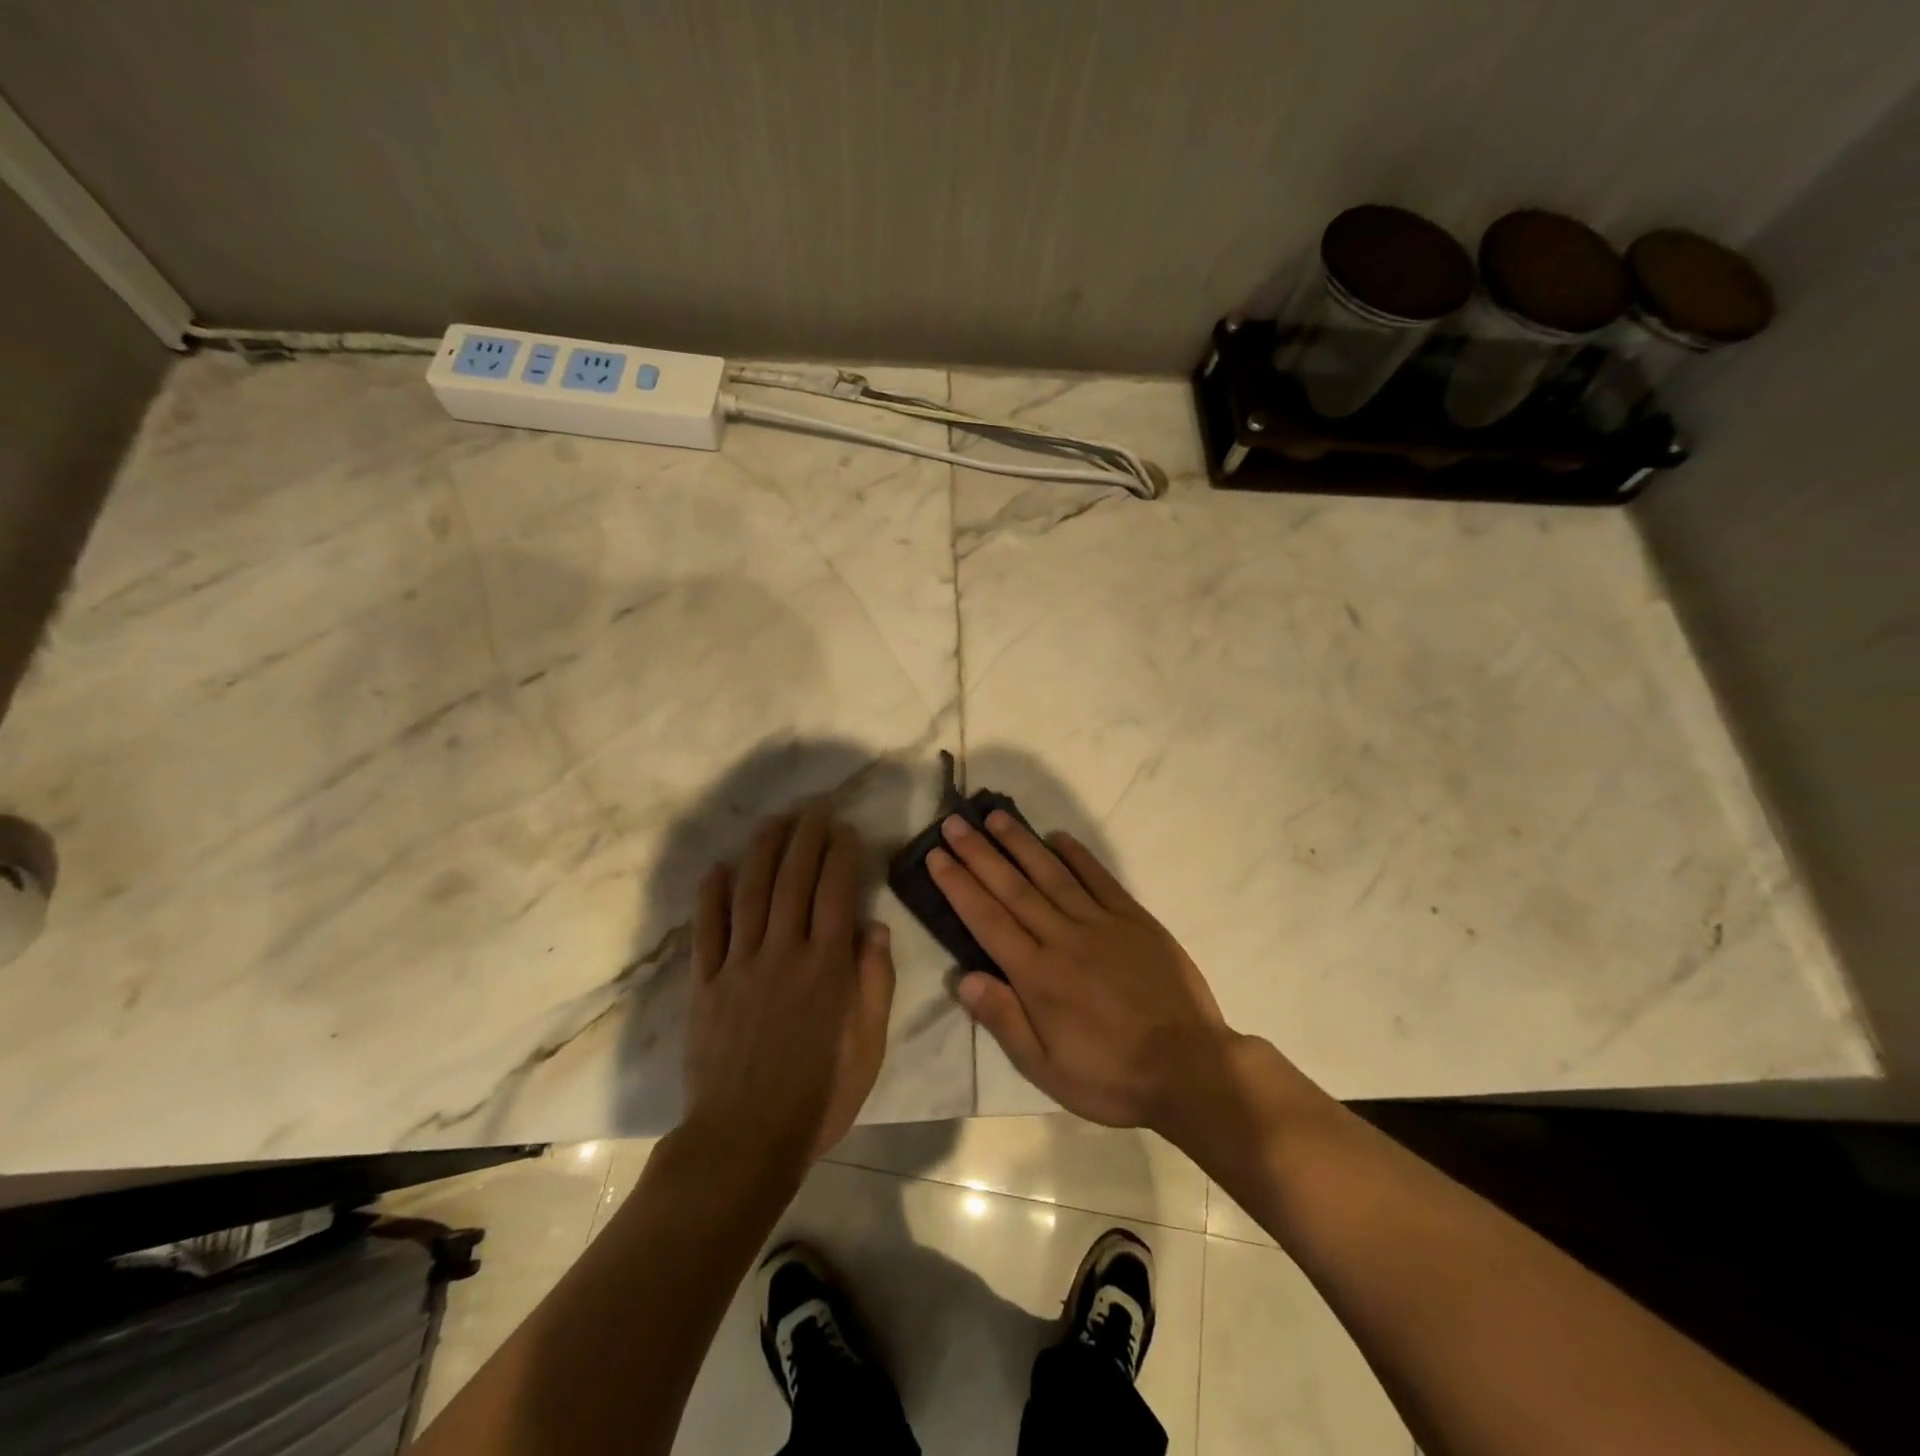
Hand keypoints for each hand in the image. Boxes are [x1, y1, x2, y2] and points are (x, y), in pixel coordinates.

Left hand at [684, 802, 894, 1164]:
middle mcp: (783, 952)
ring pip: (750, 892)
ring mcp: (739, 965)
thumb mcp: (868, 1046)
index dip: (841, 853)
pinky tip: (717, 868)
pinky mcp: (705, 984)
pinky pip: (707, 930)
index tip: (846, 828)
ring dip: (762, 850)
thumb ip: (875, 982)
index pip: (836, 891)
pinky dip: (711, 895)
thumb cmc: (819, 1096)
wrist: (744, 1140)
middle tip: (814, 806)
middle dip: (806, 836)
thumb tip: (874, 926)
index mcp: (826, 966)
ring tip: (775, 821)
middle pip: (793, 879)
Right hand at [929, 811, 1233, 1132]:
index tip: (937, 856)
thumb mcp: (1047, 1070)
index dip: (959, 886)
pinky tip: (1058, 838)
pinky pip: (1100, 879)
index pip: (987, 920)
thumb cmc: (1111, 1077)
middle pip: (1013, 888)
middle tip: (954, 822)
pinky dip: (1078, 856)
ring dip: (1022, 843)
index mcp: (1038, 976)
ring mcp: (1102, 924)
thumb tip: (964, 978)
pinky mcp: (1134, 919)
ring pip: (1052, 875)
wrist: (1190, 1069)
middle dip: (980, 853)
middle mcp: (1064, 939)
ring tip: (996, 816)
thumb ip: (1005, 1021)